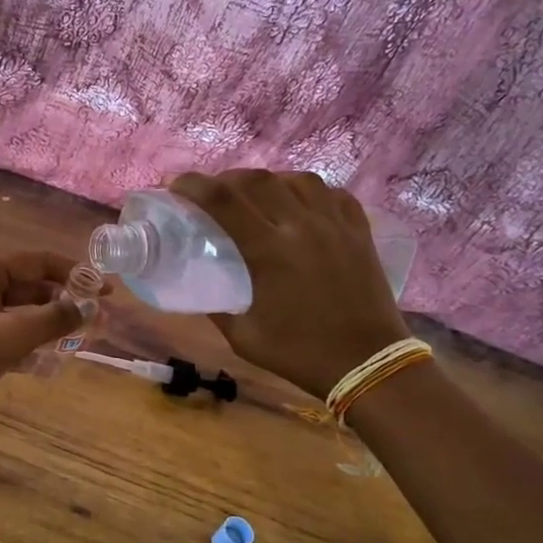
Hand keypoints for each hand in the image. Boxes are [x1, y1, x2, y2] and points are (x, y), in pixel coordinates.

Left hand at [0, 251, 90, 424]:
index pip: (41, 262)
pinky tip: (54, 362)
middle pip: (35, 287)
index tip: (107, 292)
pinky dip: (33, 343)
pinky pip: (13, 333)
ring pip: (25, 312)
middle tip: (101, 322)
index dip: (77, 275)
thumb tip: (93, 307)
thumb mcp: (12, 334)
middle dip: (67, 304)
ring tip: (84, 341)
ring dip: (53, 325)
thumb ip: (55, 318)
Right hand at [170, 170, 409, 399]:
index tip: (174, 184)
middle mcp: (302, 226)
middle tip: (212, 191)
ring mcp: (335, 225)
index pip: (223, 200)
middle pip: (257, 180)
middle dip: (226, 178)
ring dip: (268, 180)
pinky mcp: (359, 231)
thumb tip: (199, 287)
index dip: (193, 185)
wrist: (368, 364)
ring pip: (296, 179)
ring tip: (256, 195)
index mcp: (269, 251)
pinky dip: (308, 191)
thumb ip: (217, 307)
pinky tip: (299, 204)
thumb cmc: (300, 354)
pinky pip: (331, 193)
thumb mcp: (244, 337)